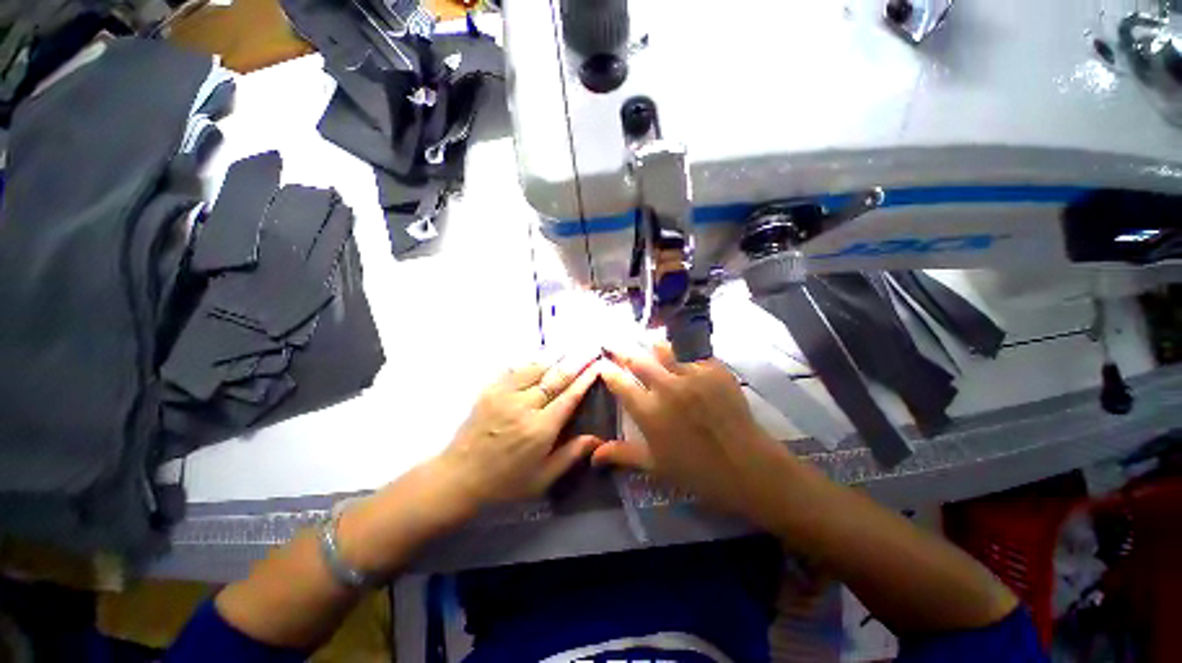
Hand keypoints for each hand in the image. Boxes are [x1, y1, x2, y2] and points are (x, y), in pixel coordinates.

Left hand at [435, 352, 604, 507]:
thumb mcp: (542, 478)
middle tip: (591, 348)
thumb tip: (598, 439)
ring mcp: (504, 394)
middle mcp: (523, 406)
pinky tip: (542, 356)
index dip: (585, 379)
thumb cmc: (504, 482)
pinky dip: (532, 361)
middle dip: (576, 361)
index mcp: (539, 429)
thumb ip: (571, 455)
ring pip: (536, 367)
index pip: (569, 397)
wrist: (458, 477)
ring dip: (556, 357)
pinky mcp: (490, 390)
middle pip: (555, 377)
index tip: (598, 365)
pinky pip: (515, 368)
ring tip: (571, 347)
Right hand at [594, 344, 790, 517]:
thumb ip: (622, 454)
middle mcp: (667, 388)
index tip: (603, 365)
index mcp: (649, 412)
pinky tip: (685, 358)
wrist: (748, 466)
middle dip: (623, 352)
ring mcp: (692, 375)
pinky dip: (685, 355)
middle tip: (617, 345)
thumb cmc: (697, 471)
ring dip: (653, 348)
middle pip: (637, 360)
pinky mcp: (715, 369)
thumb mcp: (655, 465)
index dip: (608, 371)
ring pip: (664, 349)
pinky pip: (693, 353)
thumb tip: (592, 455)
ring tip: (651, 347)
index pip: (619, 383)